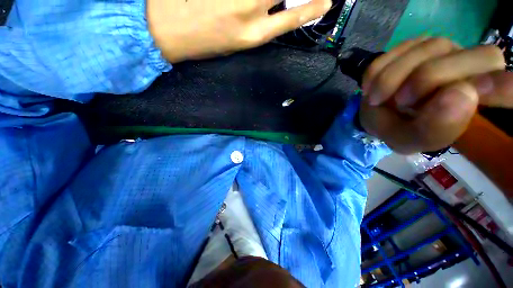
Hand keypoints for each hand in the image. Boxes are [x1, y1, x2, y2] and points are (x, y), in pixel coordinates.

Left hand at [147, 0, 331, 62]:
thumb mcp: (236, 44)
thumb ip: (258, 26)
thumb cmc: (203, 44)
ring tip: (263, 7)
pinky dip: (258, 1)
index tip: (326, 1)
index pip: (293, 17)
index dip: (312, 8)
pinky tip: (249, 5)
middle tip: (292, 1)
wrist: (165, 30)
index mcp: (253, 36)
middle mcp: (249, 10)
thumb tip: (276, 9)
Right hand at [359, 38, 511, 153]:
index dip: (509, 87)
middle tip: (401, 103)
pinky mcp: (416, 42)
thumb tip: (462, 92)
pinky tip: (373, 87)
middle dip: (428, 79)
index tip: (495, 90)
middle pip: (472, 57)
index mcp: (478, 100)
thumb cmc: (396, 128)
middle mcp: (471, 67)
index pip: (511, 87)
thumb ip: (434, 129)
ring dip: (393, 78)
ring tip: (378, 98)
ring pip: (430, 48)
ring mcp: (445, 49)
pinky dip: (379, 71)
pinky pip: (399, 49)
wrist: (376, 112)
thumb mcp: (409, 140)